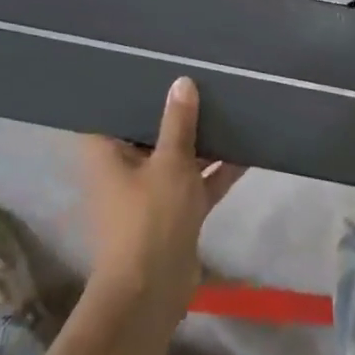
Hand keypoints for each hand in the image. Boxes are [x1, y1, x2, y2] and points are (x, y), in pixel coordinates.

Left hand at [79, 77, 245, 330]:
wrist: (153, 291)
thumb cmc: (149, 218)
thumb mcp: (169, 163)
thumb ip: (178, 122)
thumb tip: (182, 81)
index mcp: (107, 153)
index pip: (109, 112)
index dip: (125, 89)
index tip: (146, 63)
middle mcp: (124, 168)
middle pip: (147, 130)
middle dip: (172, 109)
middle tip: (196, 73)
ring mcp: (151, 191)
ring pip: (176, 156)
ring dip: (199, 139)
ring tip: (226, 102)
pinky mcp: (175, 212)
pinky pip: (197, 181)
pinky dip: (217, 170)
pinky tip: (247, 148)